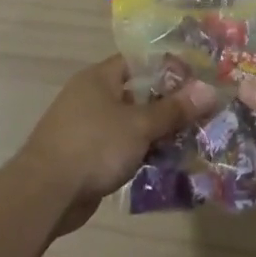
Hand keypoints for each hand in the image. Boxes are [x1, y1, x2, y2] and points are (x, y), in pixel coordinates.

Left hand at [16, 54, 216, 235]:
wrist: (45, 194)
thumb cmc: (94, 146)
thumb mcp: (140, 125)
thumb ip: (174, 109)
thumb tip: (209, 90)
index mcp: (99, 77)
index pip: (138, 62)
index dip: (168, 69)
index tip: (196, 82)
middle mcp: (91, 96)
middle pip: (136, 93)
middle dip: (166, 105)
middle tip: (200, 115)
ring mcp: (86, 126)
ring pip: (129, 122)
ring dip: (155, 132)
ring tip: (189, 141)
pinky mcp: (85, 155)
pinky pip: (120, 146)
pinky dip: (139, 152)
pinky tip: (163, 163)